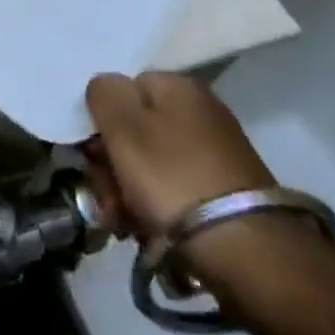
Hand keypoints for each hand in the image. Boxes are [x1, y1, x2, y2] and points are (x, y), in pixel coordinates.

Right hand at [84, 71, 275, 238]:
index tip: (92, 154)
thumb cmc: (171, 176)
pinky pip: (172, 189)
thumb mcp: (123, 126)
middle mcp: (200, 112)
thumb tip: (105, 89)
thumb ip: (104, 93)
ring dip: (126, 190)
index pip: (122, 89)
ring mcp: (215, 153)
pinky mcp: (223, 191)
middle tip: (106, 196)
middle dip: (111, 164)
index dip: (100, 120)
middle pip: (134, 129)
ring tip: (122, 221)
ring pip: (149, 163)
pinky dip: (154, 207)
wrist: (243, 247)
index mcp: (178, 87)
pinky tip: (146, 229)